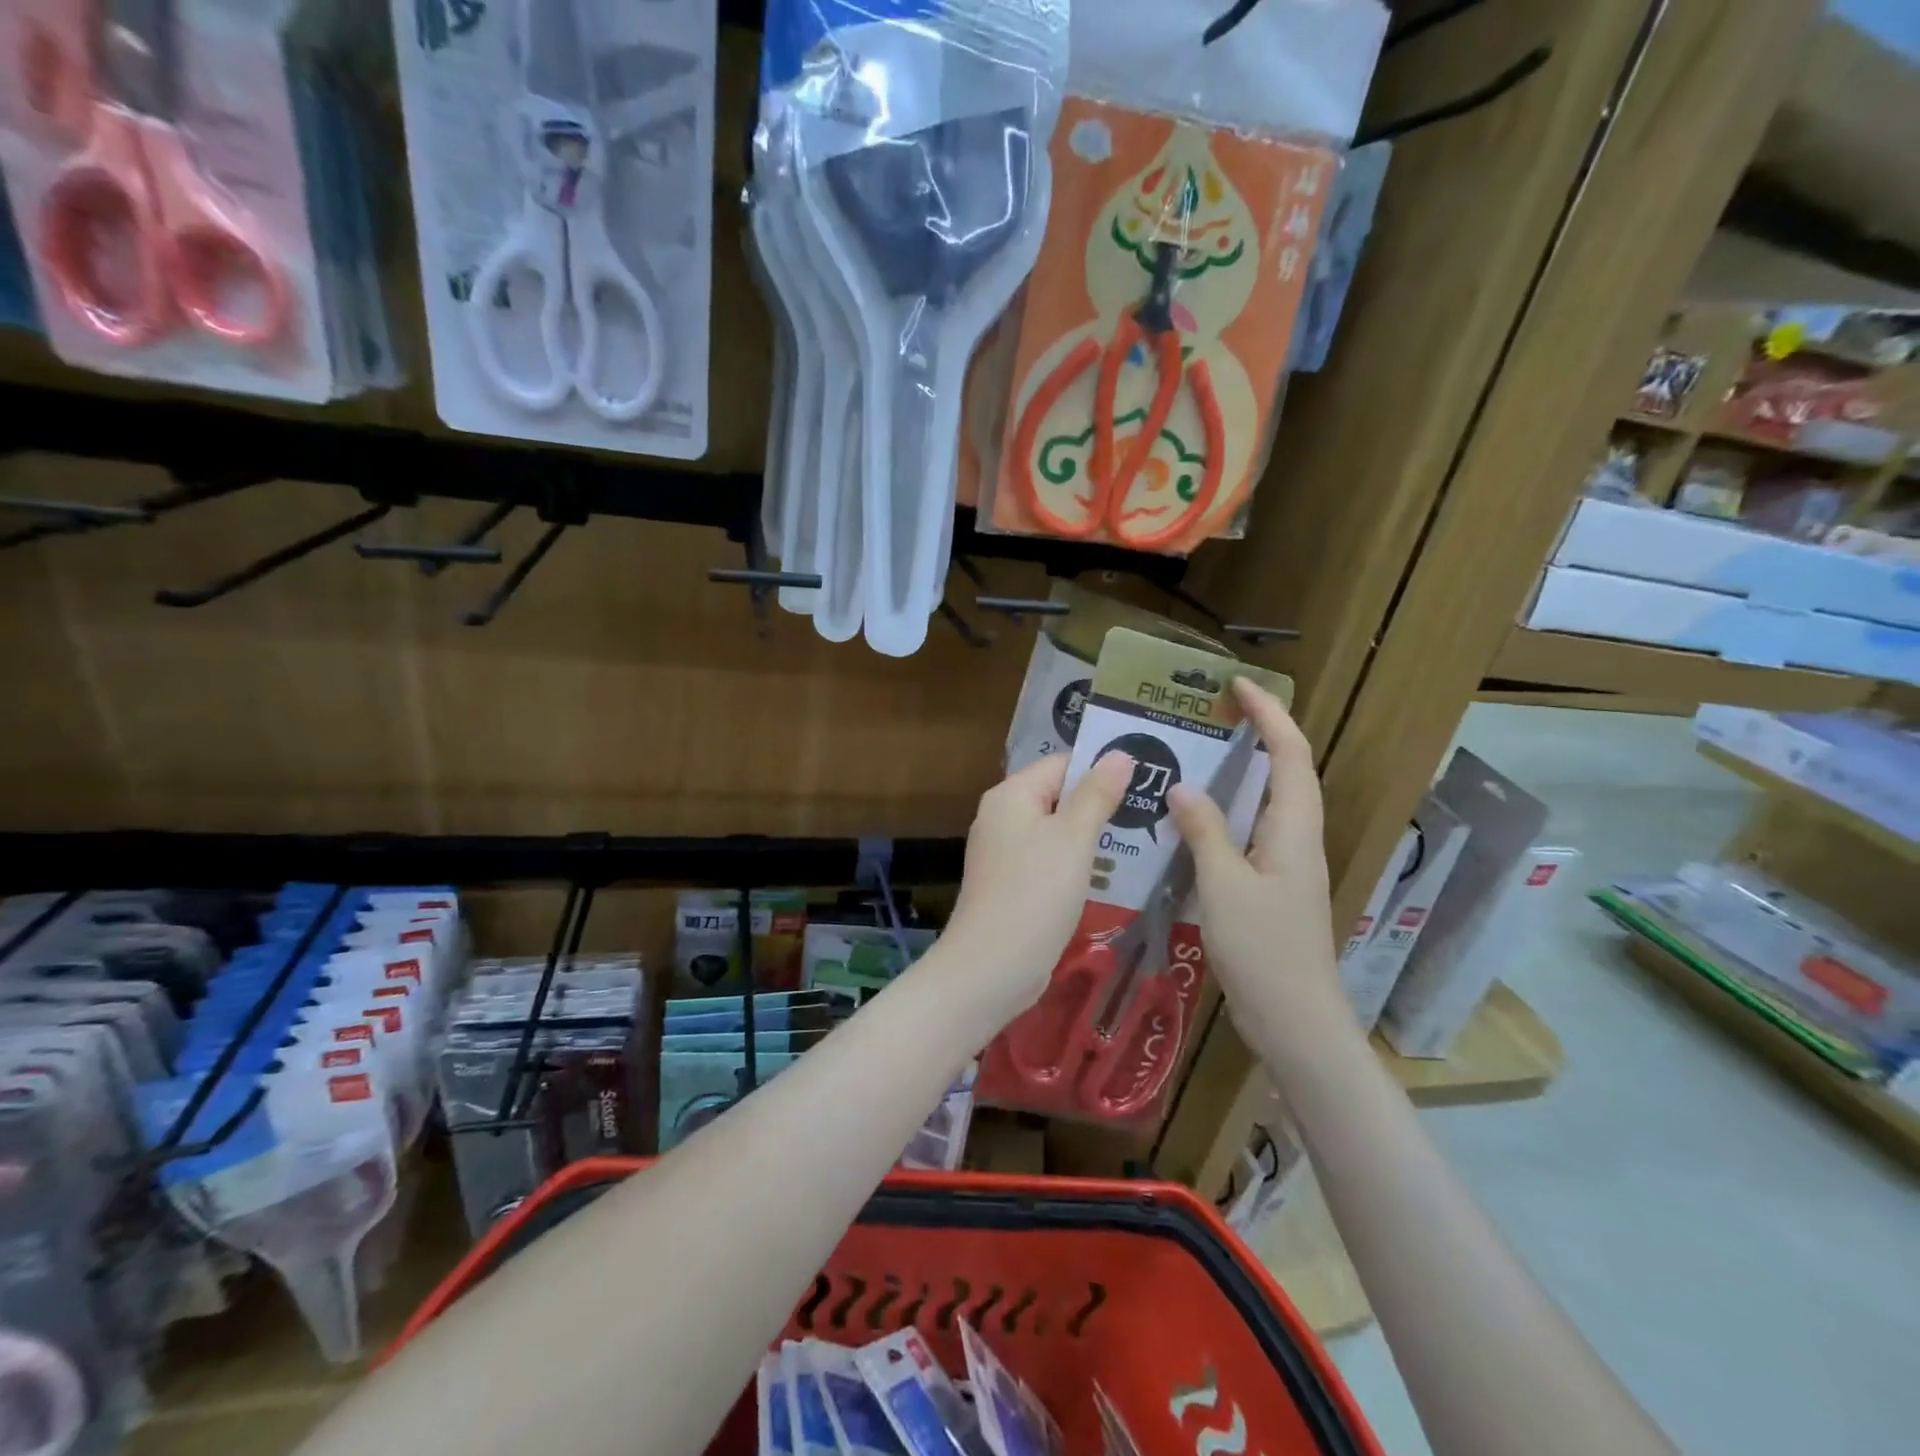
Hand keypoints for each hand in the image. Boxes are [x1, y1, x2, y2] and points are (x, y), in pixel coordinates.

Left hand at [942, 750, 1133, 1033]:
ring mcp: (1005, 852)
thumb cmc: (1035, 893)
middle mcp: (1003, 816)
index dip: (1103, 767)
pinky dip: (1079, 862)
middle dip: (1103, 803)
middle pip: (1060, 796)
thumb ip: (1096, 794)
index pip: (1062, 764)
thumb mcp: (1073, 838)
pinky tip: (1112, 873)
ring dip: (1094, 835)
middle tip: (1153, 810)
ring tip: (1144, 839)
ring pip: (1058, 831)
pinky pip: (1051, 860)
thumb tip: (1119, 754)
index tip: (1147, 777)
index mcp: (1011, 795)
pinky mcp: (1013, 883)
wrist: (992, 967)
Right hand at [1167, 680, 1347, 1056]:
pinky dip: (1229, 809)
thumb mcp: (1224, 886)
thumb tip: (1183, 787)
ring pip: (1270, 800)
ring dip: (1245, 769)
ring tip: (1200, 753)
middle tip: (1212, 714)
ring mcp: (1287, 863)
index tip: (1237, 686)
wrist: (1295, 1020)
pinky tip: (1195, 817)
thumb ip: (1204, 832)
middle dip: (1260, 732)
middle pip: (1287, 770)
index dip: (1269, 715)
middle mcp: (1297, 838)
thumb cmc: (1263, 950)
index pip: (1289, 754)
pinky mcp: (1272, 884)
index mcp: (1294, 830)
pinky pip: (1252, 829)